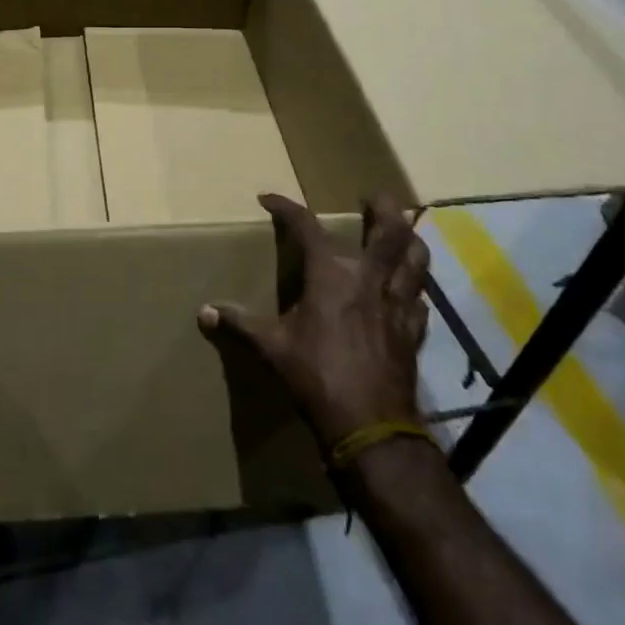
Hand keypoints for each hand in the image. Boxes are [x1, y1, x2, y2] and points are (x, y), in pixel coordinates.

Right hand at [199, 192, 429, 447]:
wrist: (371, 427)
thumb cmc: (316, 377)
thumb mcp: (272, 348)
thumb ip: (240, 324)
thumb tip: (204, 312)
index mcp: (330, 276)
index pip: (306, 226)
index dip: (286, 207)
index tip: (268, 199)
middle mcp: (368, 280)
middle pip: (389, 230)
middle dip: (384, 208)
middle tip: (374, 197)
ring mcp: (397, 304)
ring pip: (416, 259)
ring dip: (411, 240)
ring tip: (404, 232)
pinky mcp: (414, 331)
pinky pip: (420, 299)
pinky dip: (414, 288)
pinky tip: (407, 292)